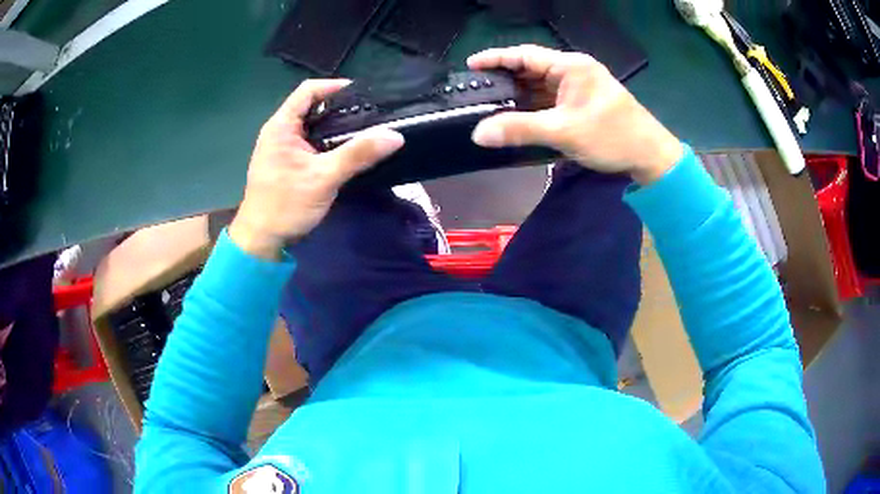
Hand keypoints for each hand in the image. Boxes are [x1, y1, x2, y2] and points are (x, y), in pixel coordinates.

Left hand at [229, 80, 403, 259]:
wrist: (261, 240)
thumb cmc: (286, 205)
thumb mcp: (324, 177)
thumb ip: (358, 154)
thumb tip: (395, 135)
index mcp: (281, 126)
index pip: (308, 90)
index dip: (335, 86)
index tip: (363, 94)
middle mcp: (279, 131)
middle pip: (311, 106)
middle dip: (339, 106)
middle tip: (369, 112)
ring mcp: (281, 148)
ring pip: (311, 125)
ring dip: (334, 125)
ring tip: (364, 128)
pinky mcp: (286, 163)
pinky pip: (309, 142)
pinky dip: (327, 141)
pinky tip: (345, 150)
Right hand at [467, 45, 682, 183]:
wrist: (650, 156)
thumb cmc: (612, 136)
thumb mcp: (564, 132)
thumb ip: (520, 129)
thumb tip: (479, 134)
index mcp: (570, 66)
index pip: (525, 55)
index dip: (496, 58)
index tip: (470, 66)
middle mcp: (573, 71)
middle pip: (531, 69)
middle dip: (504, 79)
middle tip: (475, 92)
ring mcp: (579, 88)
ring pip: (540, 86)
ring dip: (518, 96)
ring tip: (489, 106)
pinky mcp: (582, 104)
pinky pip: (550, 100)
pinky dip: (533, 108)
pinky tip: (517, 117)